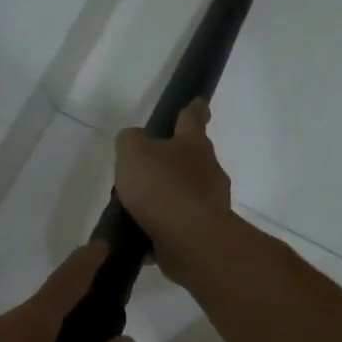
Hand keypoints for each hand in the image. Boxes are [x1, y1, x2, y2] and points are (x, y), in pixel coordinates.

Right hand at [114, 99, 234, 282]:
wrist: (191, 239)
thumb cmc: (162, 187)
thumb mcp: (133, 153)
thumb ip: (130, 141)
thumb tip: (135, 142)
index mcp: (193, 144)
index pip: (192, 118)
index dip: (193, 109)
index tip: (199, 102)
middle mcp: (208, 170)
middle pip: (193, 158)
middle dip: (176, 160)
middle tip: (152, 166)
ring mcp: (210, 203)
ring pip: (187, 193)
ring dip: (168, 198)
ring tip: (139, 209)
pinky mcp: (205, 232)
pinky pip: (181, 225)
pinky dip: (165, 229)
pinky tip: (144, 238)